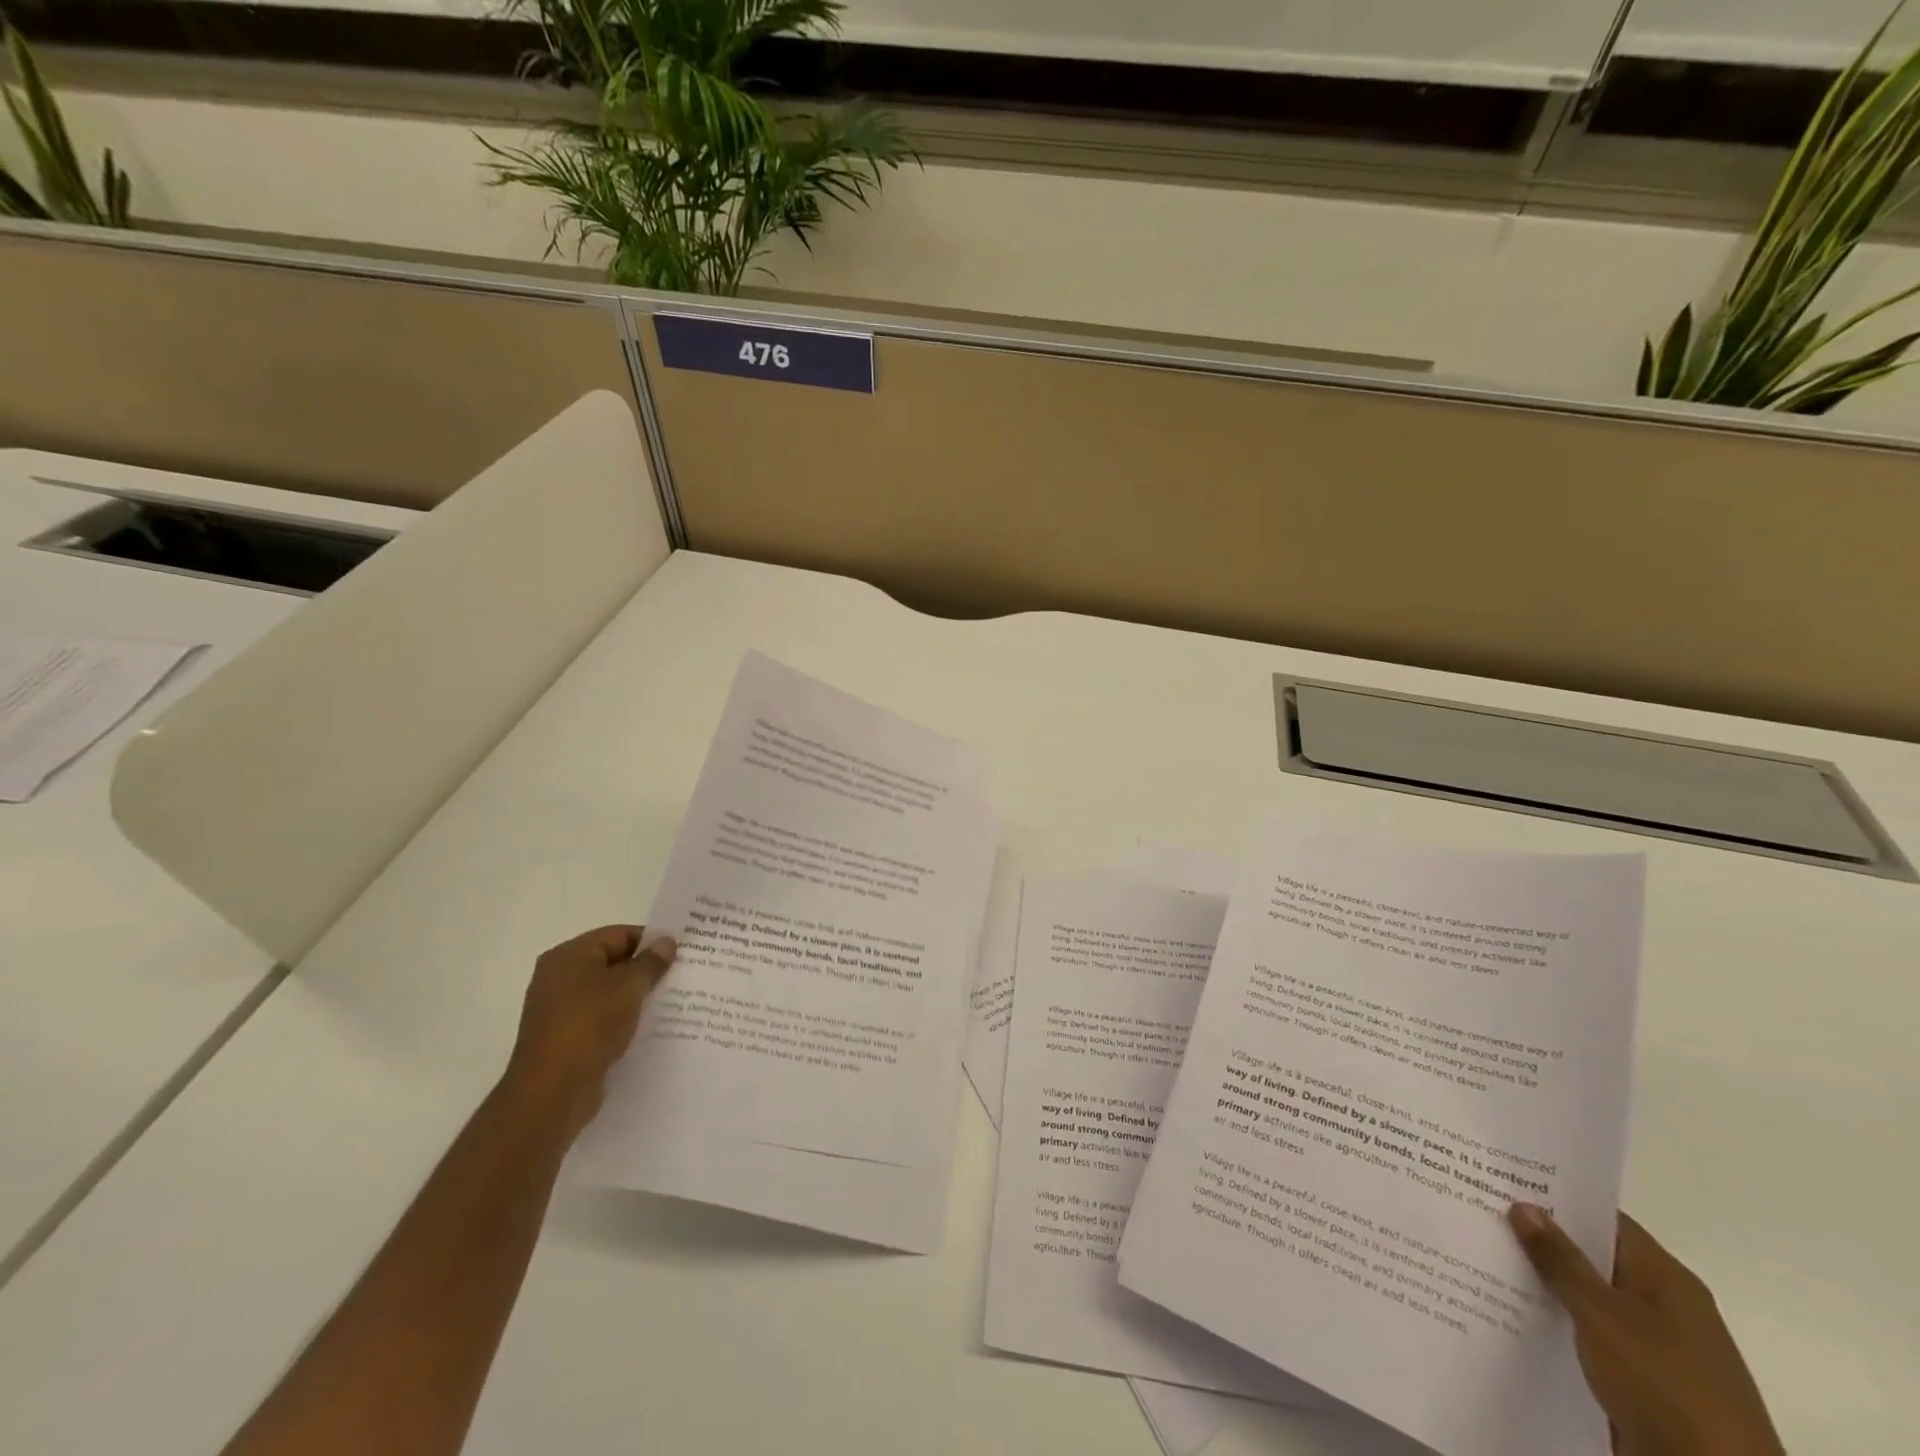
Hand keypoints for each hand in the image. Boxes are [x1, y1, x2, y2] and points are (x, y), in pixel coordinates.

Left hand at [502, 925, 675, 1138]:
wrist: (551, 1092)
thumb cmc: (589, 1026)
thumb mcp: (628, 987)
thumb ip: (651, 962)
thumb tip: (666, 942)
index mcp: (569, 956)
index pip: (618, 935)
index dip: (650, 941)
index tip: (680, 953)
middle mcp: (559, 976)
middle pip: (611, 961)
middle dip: (644, 968)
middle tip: (679, 975)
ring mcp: (559, 1008)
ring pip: (607, 991)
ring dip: (634, 995)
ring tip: (668, 1000)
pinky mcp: (564, 1036)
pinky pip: (600, 1016)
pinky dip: (621, 1017)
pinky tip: (646, 1026)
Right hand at [1508, 1203, 1783, 1455]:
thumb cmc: (1665, 1385)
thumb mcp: (1603, 1316)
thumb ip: (1560, 1260)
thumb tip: (1524, 1205)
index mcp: (1667, 1280)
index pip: (1604, 1220)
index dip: (1557, 1198)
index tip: (1504, 1181)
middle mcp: (1664, 1307)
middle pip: (1593, 1259)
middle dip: (1541, 1241)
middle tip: (1480, 1212)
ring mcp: (1654, 1349)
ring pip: (1587, 1302)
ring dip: (1544, 1286)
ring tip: (1483, 1258)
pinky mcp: (1641, 1385)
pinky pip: (1589, 1339)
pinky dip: (1556, 1326)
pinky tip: (1511, 1315)